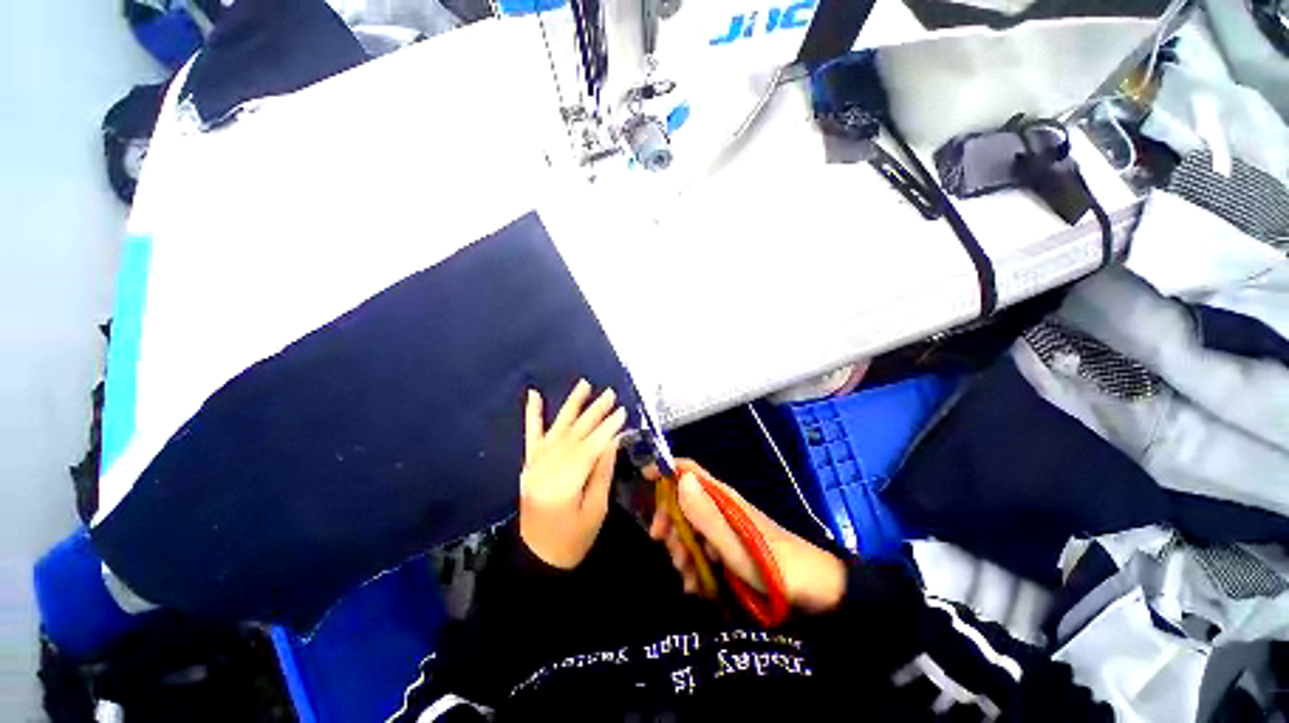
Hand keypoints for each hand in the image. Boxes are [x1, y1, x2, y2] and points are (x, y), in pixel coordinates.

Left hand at [519, 380, 626, 569]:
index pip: (588, 449)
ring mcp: (534, 466)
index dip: (607, 429)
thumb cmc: (573, 540)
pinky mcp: (529, 465)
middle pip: (573, 435)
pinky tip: (535, 395)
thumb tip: (613, 440)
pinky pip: (531, 436)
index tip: (622, 411)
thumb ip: (602, 472)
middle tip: (610, 394)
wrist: (537, 559)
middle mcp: (544, 471)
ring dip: (571, 405)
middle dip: (594, 412)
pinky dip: (532, 415)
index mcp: (562, 486)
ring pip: (556, 430)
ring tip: (584, 384)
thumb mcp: (596, 510)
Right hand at [649, 461, 846, 612]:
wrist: (815, 592)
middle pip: (681, 501)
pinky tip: (698, 586)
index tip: (644, 479)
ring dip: (682, 551)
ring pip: (688, 528)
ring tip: (689, 579)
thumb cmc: (777, 566)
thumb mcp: (736, 546)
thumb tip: (679, 479)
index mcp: (722, 498)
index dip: (666, 469)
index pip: (688, 470)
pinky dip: (695, 565)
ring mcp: (724, 528)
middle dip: (670, 524)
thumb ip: (706, 515)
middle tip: (667, 548)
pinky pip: (701, 549)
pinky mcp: (728, 547)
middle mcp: (720, 507)